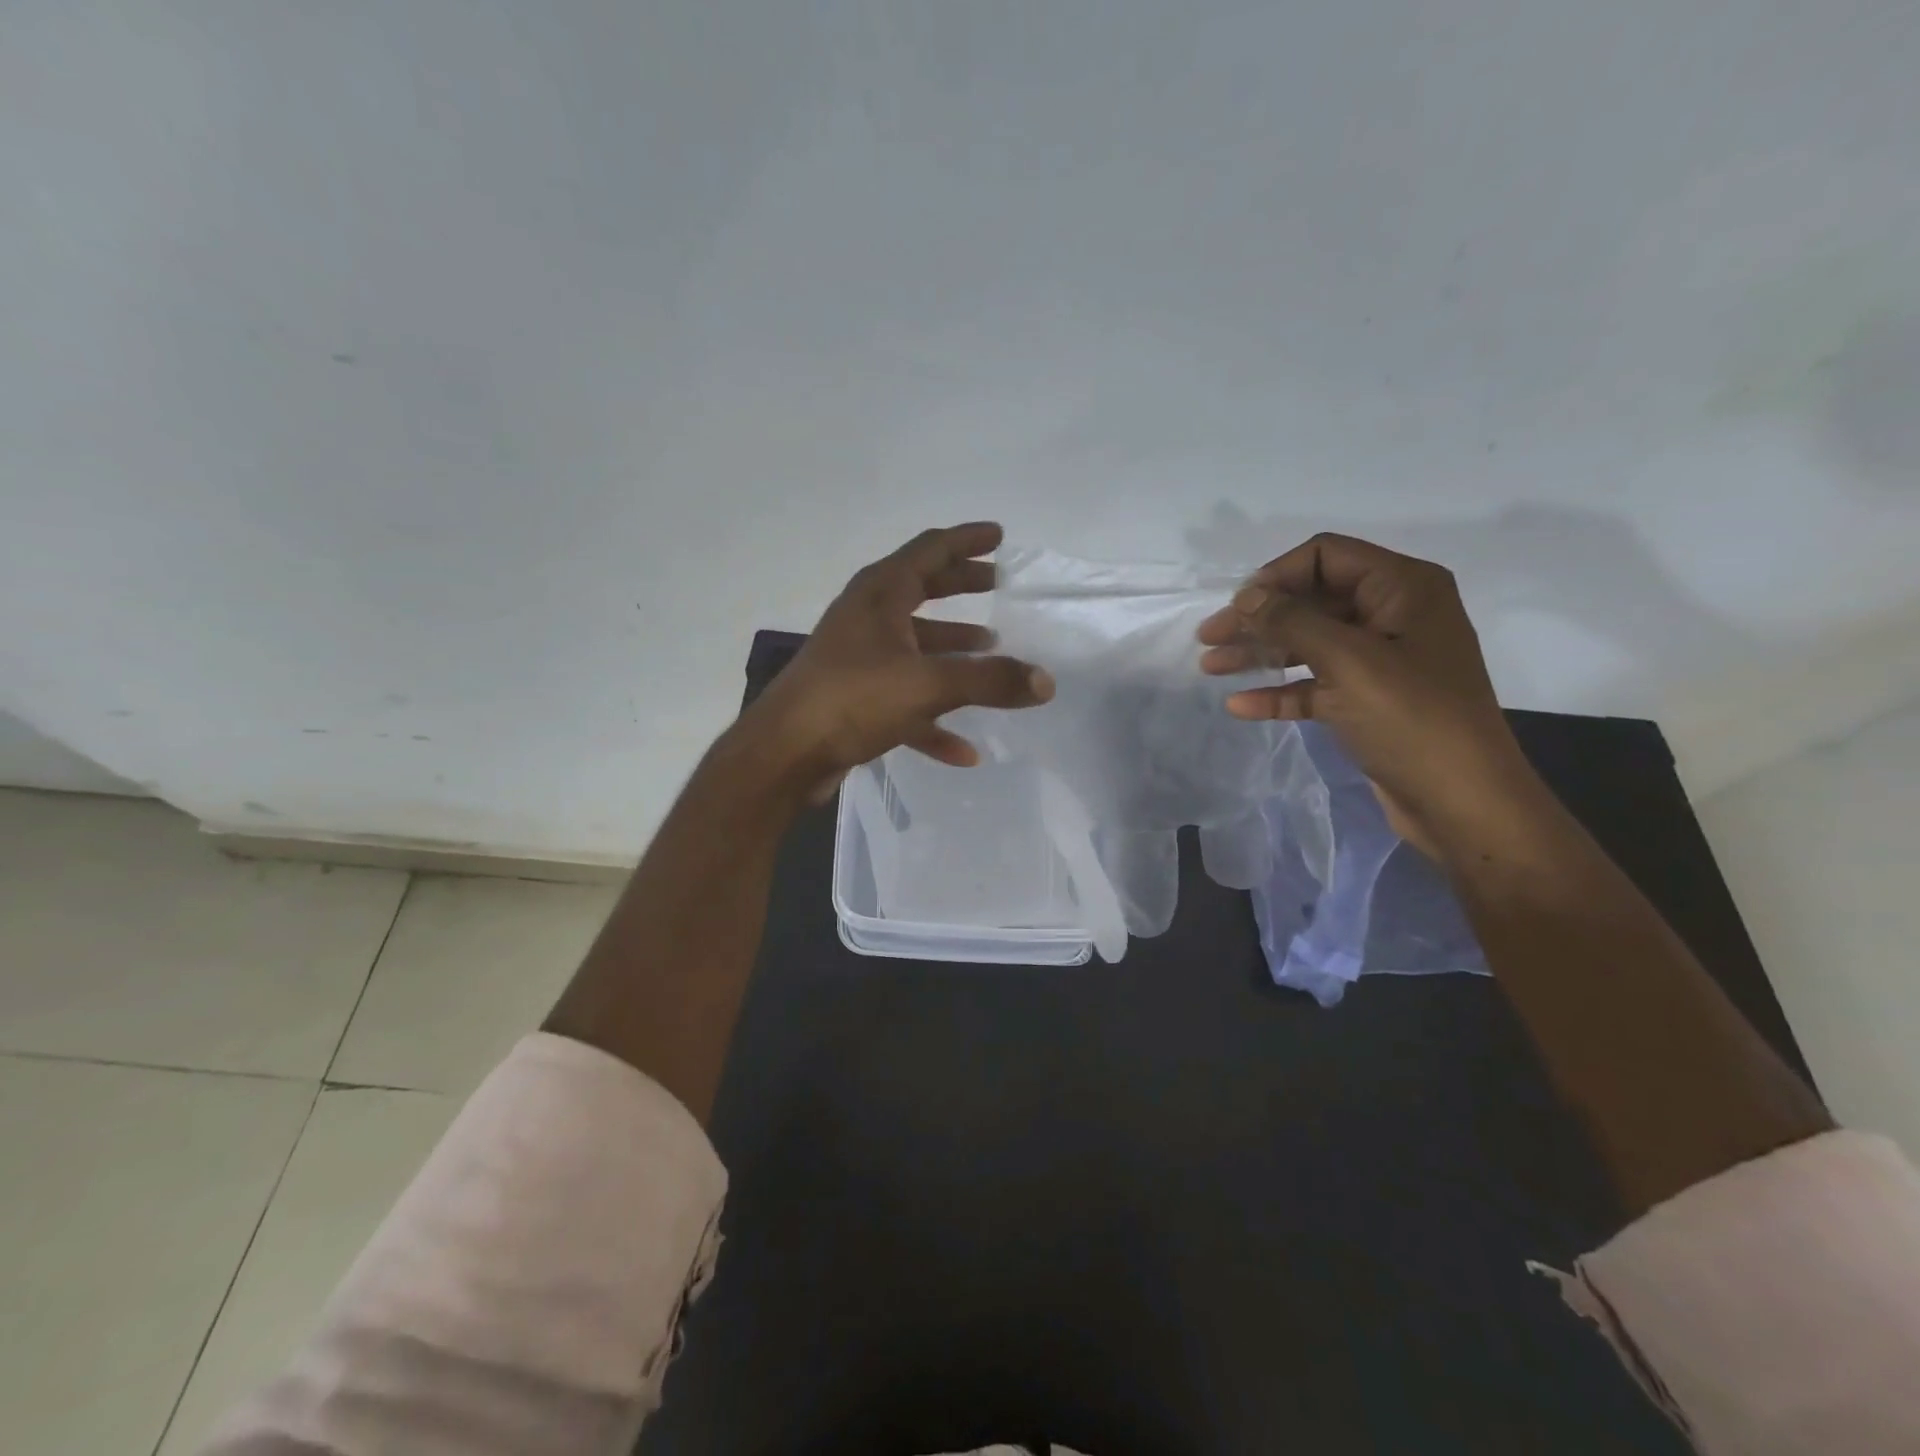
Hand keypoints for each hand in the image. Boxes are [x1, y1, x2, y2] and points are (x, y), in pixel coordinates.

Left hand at [741, 522, 1054, 802]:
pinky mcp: (854, 699)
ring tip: (991, 651)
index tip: (999, 536)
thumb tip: (1045, 681)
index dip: (966, 541)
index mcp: (880, 594)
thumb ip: (990, 681)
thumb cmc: (853, 699)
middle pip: (922, 590)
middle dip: (961, 585)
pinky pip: (904, 700)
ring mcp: (858, 659)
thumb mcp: (929, 685)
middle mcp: (866, 618)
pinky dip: (934, 717)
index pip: (930, 550)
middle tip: (997, 585)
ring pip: (914, 645)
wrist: (785, 753)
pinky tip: (964, 748)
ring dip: (951, 647)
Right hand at [1196, 533, 1537, 856]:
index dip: (1276, 576)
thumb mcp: (1349, 662)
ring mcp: (1380, 660)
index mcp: (1403, 588)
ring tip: (1211, 668)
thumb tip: (1245, 596)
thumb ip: (1292, 621)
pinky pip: (1314, 685)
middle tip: (1208, 639)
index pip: (1326, 556)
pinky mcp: (1367, 701)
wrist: (1462, 804)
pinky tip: (1241, 706)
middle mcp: (1393, 615)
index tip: (1236, 608)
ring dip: (1260, 653)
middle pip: (1311, 601)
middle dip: (1258, 619)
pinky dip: (1279, 691)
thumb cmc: (1412, 720)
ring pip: (1308, 644)